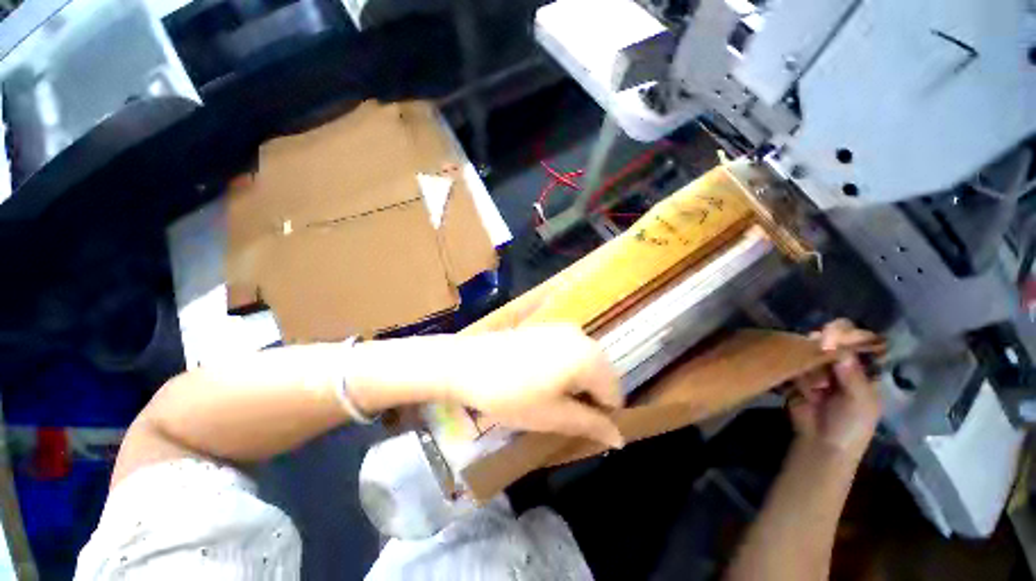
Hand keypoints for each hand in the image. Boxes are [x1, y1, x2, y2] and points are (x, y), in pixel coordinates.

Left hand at [443, 324, 624, 448]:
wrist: (468, 363)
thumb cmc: (511, 394)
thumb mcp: (553, 416)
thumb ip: (590, 425)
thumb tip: (619, 438)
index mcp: (589, 357)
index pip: (614, 393)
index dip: (602, 416)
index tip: (580, 427)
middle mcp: (582, 337)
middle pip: (602, 375)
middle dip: (590, 397)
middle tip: (564, 415)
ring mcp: (563, 329)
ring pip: (586, 363)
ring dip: (578, 384)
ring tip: (551, 399)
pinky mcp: (547, 328)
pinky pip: (570, 352)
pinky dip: (566, 369)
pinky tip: (542, 379)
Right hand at [789, 319, 882, 458]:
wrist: (820, 443)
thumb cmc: (851, 425)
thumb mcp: (860, 401)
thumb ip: (852, 374)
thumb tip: (840, 347)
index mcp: (864, 376)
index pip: (858, 351)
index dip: (850, 339)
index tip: (838, 327)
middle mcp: (841, 372)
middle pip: (834, 351)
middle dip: (826, 343)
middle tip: (817, 336)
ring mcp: (819, 375)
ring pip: (814, 356)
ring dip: (809, 352)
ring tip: (805, 346)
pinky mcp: (799, 380)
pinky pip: (797, 366)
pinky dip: (795, 362)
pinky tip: (794, 358)